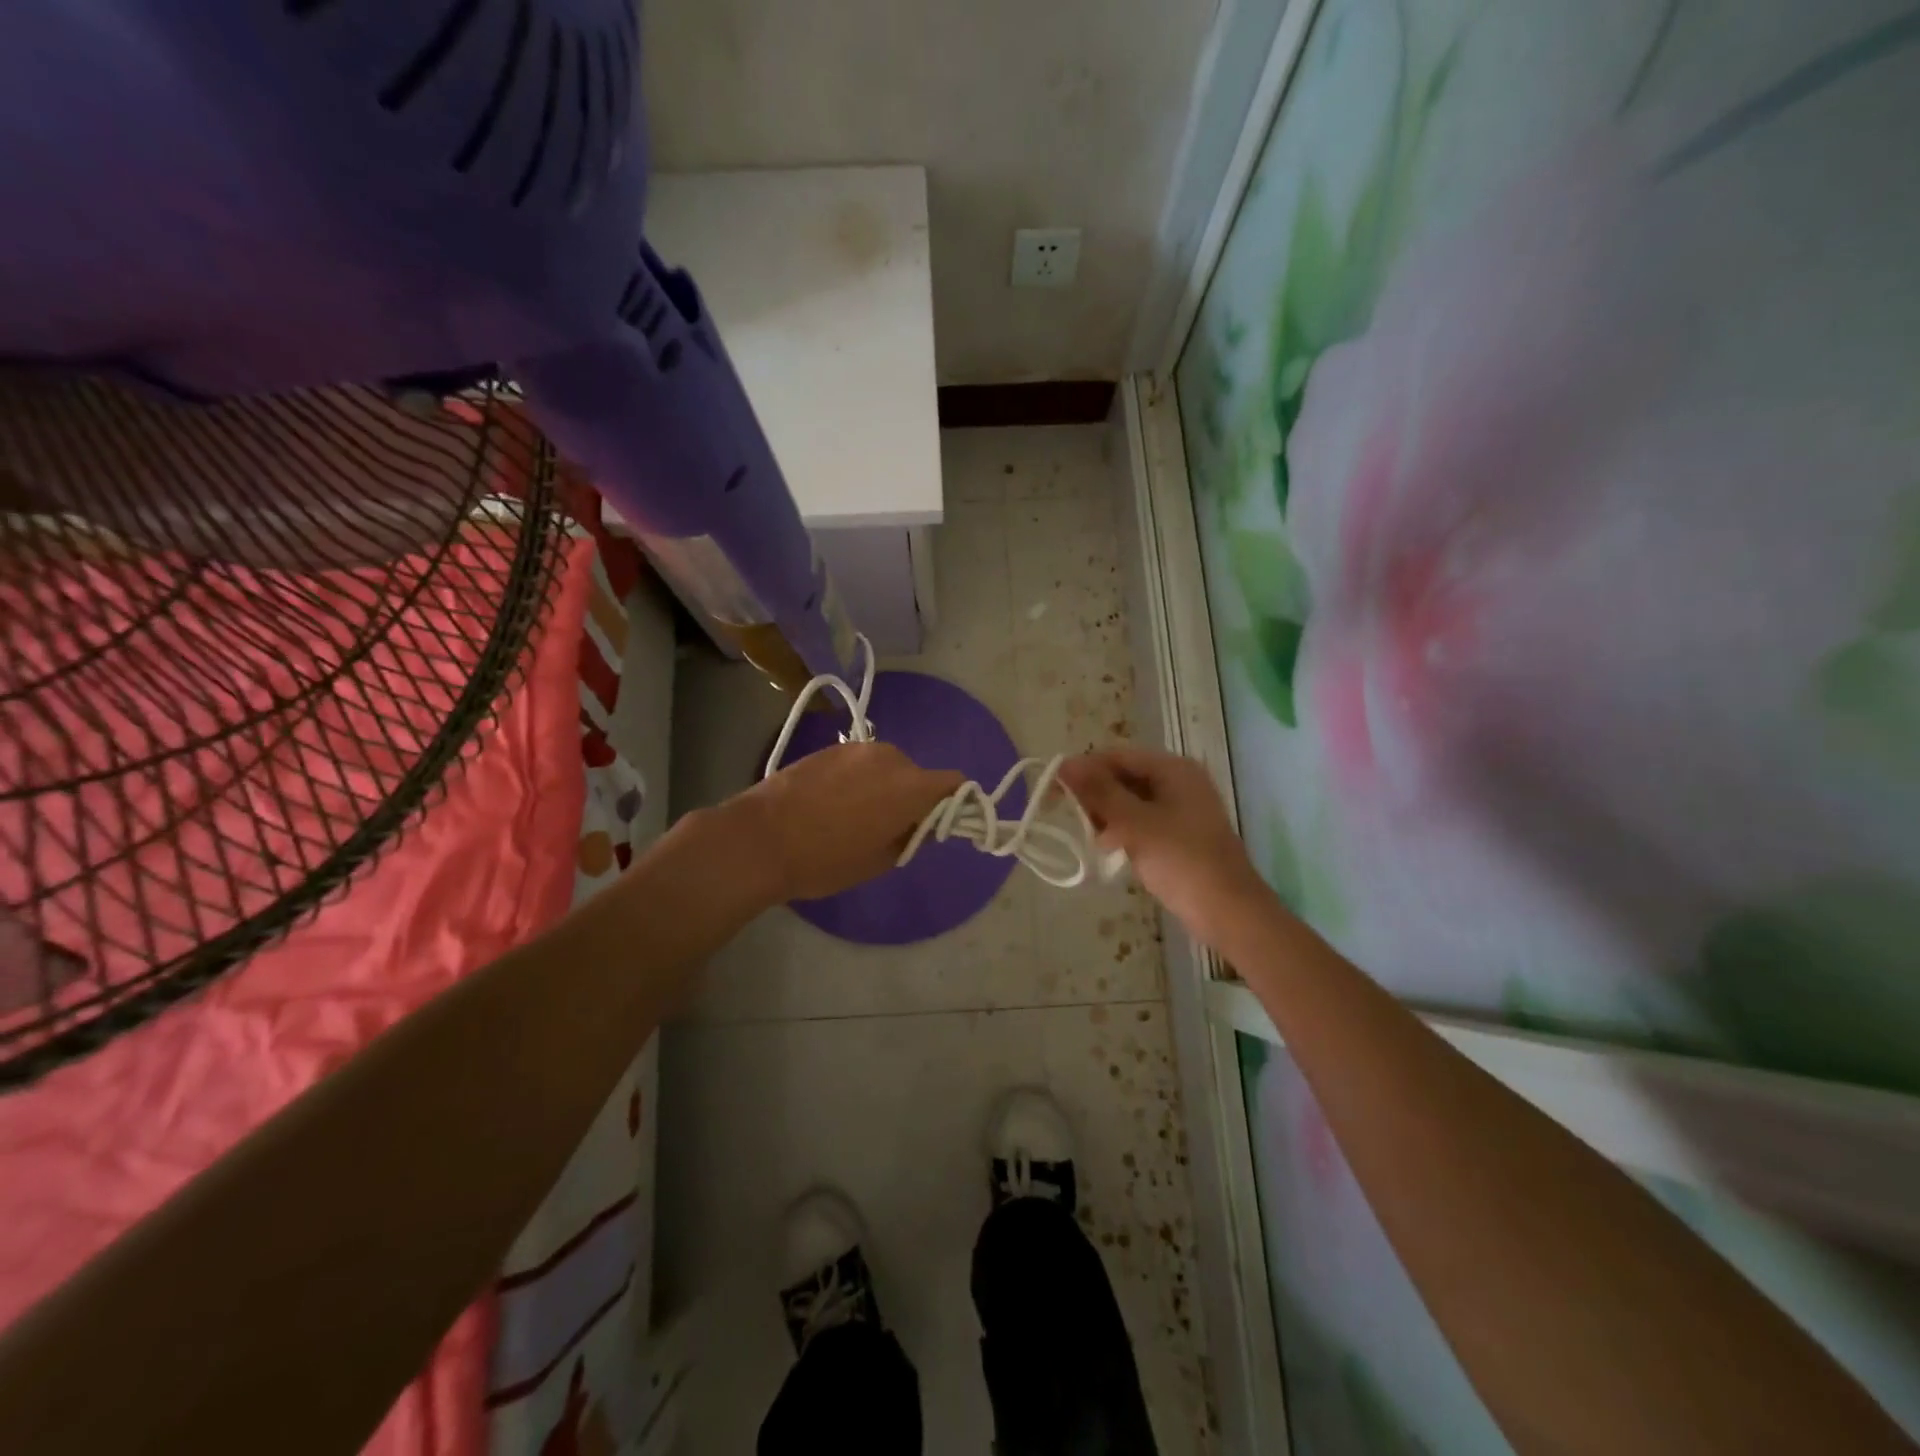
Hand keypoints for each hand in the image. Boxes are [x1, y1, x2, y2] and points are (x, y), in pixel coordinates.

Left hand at [730, 741, 963, 903]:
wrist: (761, 838)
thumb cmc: (826, 859)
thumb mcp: (879, 860)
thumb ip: (911, 836)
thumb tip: (919, 823)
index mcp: (911, 786)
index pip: (954, 783)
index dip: (954, 803)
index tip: (937, 824)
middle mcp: (891, 757)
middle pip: (918, 775)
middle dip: (911, 797)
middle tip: (888, 827)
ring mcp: (857, 749)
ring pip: (887, 767)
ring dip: (883, 786)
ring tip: (853, 814)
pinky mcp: (829, 748)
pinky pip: (859, 763)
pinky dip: (857, 779)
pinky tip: (829, 802)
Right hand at [1058, 747, 1270, 945]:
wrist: (1229, 912)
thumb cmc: (1181, 861)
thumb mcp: (1134, 823)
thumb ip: (1099, 792)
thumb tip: (1065, 764)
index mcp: (1173, 769)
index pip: (1117, 756)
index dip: (1084, 769)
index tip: (1054, 791)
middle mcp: (1179, 782)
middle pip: (1124, 776)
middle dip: (1096, 795)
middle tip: (1073, 819)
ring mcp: (1181, 809)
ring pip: (1130, 801)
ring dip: (1107, 815)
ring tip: (1094, 839)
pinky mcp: (1180, 835)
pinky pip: (1142, 822)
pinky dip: (1124, 831)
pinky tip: (1111, 850)